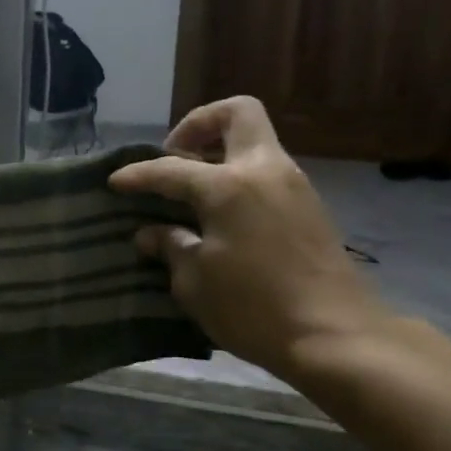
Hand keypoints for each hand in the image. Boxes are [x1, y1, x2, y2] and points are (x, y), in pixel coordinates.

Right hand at [108, 97, 385, 381]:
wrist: (336, 337)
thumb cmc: (253, 308)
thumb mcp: (195, 282)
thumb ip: (171, 247)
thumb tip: (153, 233)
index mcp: (229, 186)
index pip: (171, 169)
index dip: (138, 174)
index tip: (114, 182)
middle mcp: (264, 171)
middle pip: (237, 113)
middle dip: (199, 125)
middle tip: (174, 157)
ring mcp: (293, 186)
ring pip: (254, 143)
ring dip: (220, 154)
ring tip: (190, 192)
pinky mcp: (309, 208)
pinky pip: (265, 172)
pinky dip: (237, 179)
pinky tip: (218, 215)